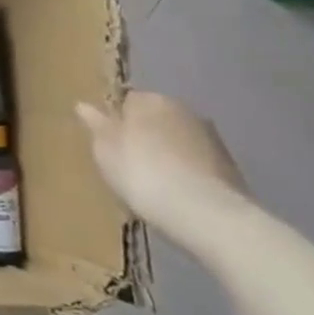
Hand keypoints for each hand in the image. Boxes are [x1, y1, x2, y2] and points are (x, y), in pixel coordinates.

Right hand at [76, 92, 254, 259]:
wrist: (205, 214)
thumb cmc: (142, 173)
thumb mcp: (105, 150)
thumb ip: (96, 125)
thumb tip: (83, 105)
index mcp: (149, 100)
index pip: (128, 101)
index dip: (117, 122)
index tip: (111, 144)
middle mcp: (182, 109)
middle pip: (155, 118)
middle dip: (145, 135)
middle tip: (130, 164)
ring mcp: (210, 137)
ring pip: (178, 140)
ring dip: (168, 154)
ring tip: (155, 183)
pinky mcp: (229, 165)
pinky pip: (197, 163)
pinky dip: (187, 172)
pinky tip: (178, 194)